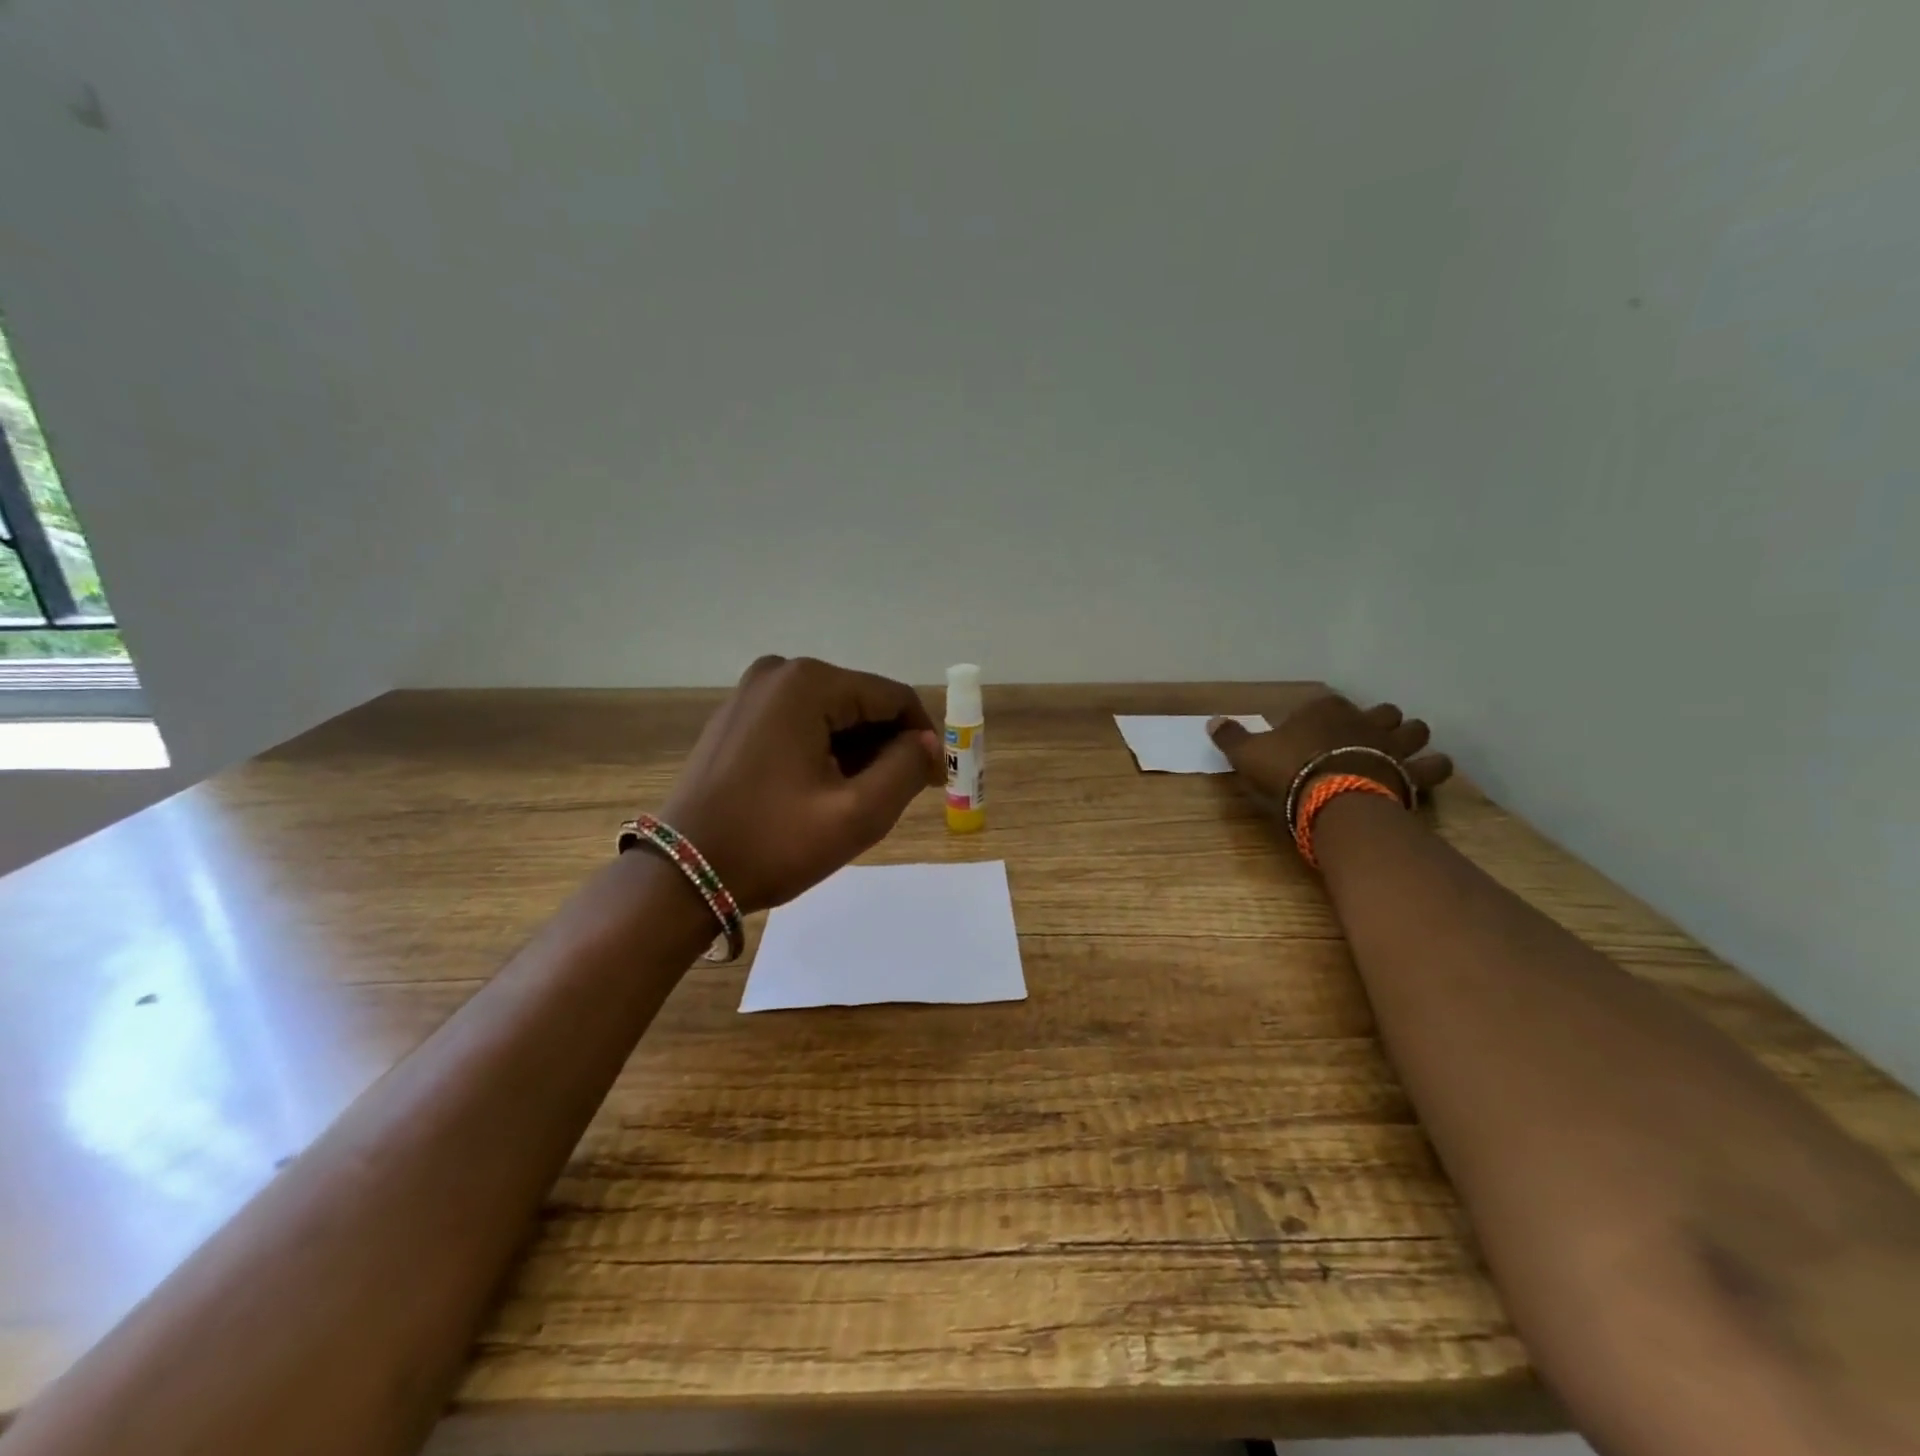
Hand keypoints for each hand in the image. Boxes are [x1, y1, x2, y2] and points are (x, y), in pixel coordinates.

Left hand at [660, 656, 943, 911]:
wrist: (683, 874)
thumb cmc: (773, 842)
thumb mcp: (856, 813)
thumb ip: (906, 769)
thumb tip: (927, 743)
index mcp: (809, 683)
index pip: (893, 698)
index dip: (923, 738)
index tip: (934, 782)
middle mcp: (779, 672)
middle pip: (861, 703)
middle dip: (886, 747)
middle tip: (894, 798)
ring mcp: (751, 692)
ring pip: (831, 714)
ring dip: (855, 752)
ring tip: (854, 801)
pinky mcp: (736, 716)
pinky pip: (799, 722)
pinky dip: (822, 750)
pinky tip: (819, 790)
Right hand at [1208, 696, 1453, 819]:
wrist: (1334, 799)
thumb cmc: (1288, 771)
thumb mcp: (1248, 754)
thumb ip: (1232, 737)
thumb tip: (1212, 721)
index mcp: (1325, 709)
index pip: (1328, 703)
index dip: (1324, 716)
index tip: (1315, 731)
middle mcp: (1364, 719)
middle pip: (1382, 711)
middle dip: (1379, 721)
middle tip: (1367, 738)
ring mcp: (1393, 744)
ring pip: (1416, 730)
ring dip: (1411, 738)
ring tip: (1402, 751)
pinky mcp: (1412, 772)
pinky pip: (1435, 766)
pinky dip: (1433, 768)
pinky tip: (1426, 774)